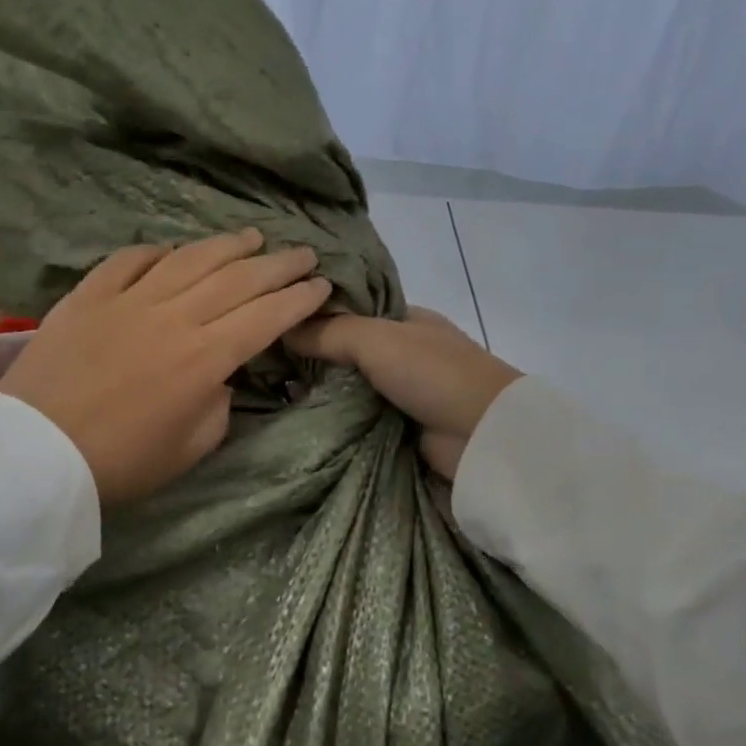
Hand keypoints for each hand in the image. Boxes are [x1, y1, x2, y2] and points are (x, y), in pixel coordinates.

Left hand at [0, 229, 331, 504]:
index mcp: (205, 358)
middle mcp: (174, 317)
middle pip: (237, 279)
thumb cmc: (121, 463)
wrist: (35, 454)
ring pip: (190, 259)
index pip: (266, 316)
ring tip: (253, 237)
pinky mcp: (88, 296)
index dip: (298, 298)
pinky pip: (129, 260)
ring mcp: (128, 300)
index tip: (321, 284)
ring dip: (228, 245)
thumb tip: (219, 375)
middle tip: (303, 253)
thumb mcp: (190, 449)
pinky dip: (157, 252)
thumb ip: (218, 406)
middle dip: (278, 264)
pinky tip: (173, 251)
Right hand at [286, 308, 521, 478]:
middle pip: (346, 350)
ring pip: (348, 386)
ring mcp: (402, 392)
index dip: (316, 314)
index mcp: (406, 319)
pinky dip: (332, 418)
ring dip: (318, 391)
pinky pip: (355, 418)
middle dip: (311, 357)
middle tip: (263, 361)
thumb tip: (283, 329)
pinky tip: (297, 417)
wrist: (483, 436)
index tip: (273, 320)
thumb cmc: (433, 374)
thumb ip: (330, 332)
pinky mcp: (397, 428)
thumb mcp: (378, 339)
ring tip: (269, 390)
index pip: (352, 309)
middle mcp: (403, 352)